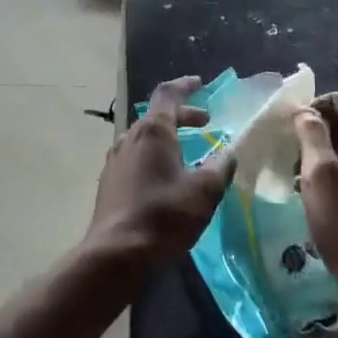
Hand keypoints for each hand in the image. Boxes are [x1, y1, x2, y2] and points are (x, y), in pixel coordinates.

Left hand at [85, 77, 234, 272]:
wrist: (116, 254)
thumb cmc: (164, 216)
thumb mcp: (204, 191)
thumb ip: (219, 167)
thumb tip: (228, 153)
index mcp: (152, 131)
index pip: (168, 94)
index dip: (185, 86)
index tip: (200, 83)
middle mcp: (130, 137)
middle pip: (157, 116)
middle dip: (183, 116)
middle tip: (206, 123)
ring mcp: (115, 159)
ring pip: (145, 138)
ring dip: (168, 138)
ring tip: (189, 152)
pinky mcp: (110, 182)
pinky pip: (135, 157)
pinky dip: (155, 156)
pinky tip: (166, 178)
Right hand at [294, 91, 337, 306]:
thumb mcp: (321, 175)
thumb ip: (312, 135)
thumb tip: (306, 113)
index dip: (328, 102)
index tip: (301, 119)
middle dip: (323, 128)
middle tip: (294, 144)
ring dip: (326, 151)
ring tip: (298, 169)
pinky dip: (337, 172)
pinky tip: (315, 192)